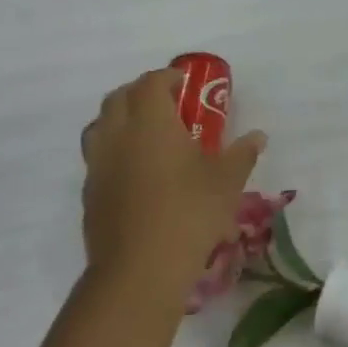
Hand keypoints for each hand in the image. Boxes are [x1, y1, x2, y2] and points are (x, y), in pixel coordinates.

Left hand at [79, 69, 265, 307]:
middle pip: (119, 98)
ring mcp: (98, 165)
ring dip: (121, 119)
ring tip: (147, 134)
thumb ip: (241, 153)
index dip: (168, 77)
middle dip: (141, 92)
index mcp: (150, 122)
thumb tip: (258, 136)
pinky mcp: (89, 193)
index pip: (151, 83)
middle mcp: (118, 135)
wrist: (139, 270)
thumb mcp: (227, 181)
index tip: (185, 83)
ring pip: (100, 126)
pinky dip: (114, 150)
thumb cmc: (189, 214)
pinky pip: (98, 157)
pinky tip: (137, 171)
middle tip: (168, 103)